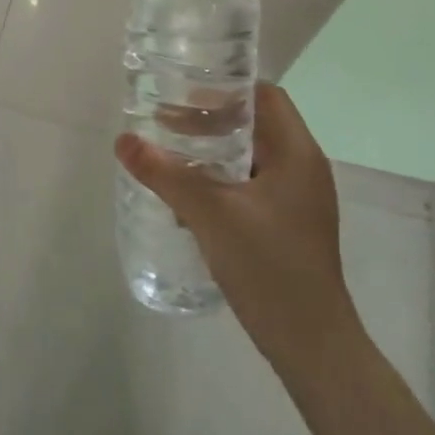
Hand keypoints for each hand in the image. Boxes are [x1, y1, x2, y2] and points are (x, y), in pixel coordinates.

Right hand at [116, 82, 359, 365]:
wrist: (312, 345)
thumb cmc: (269, 267)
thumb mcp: (210, 214)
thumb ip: (166, 174)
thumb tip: (123, 140)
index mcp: (297, 154)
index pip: (265, 97)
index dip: (225, 89)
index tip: (183, 93)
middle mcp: (303, 170)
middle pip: (255, 126)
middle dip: (210, 121)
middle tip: (165, 124)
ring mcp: (298, 201)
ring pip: (251, 159)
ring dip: (212, 153)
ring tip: (170, 157)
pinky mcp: (288, 227)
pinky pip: (251, 187)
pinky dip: (220, 181)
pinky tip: (188, 198)